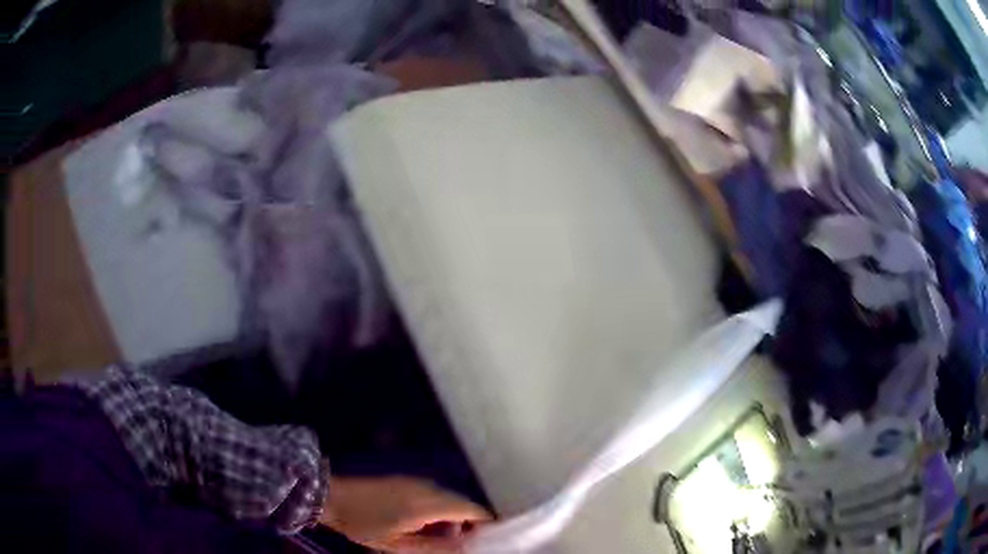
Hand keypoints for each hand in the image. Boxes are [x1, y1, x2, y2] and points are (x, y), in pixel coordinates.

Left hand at [320, 476, 491, 552]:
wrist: (333, 496)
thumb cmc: (364, 524)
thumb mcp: (398, 544)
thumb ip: (436, 547)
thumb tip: (467, 547)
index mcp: (429, 504)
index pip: (473, 510)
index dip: (487, 524)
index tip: (491, 539)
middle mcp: (428, 488)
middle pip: (463, 504)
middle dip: (469, 525)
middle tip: (461, 545)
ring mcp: (417, 482)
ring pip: (449, 500)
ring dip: (452, 519)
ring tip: (438, 539)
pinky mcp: (407, 481)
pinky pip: (435, 495)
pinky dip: (439, 511)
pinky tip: (423, 526)